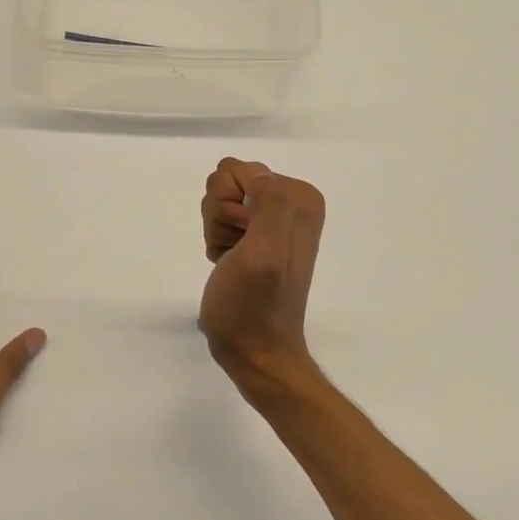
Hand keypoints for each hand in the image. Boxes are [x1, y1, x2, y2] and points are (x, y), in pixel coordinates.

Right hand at [199, 158, 325, 397]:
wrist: (253, 350)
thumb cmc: (254, 305)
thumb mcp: (265, 253)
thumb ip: (270, 204)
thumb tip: (257, 175)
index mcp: (301, 197)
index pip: (238, 169)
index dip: (229, 206)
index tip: (243, 239)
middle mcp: (290, 202)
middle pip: (226, 181)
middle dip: (222, 217)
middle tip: (238, 251)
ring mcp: (271, 219)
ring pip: (219, 201)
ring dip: (218, 231)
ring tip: (234, 260)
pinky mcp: (255, 236)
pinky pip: (219, 220)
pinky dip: (218, 243)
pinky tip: (229, 264)